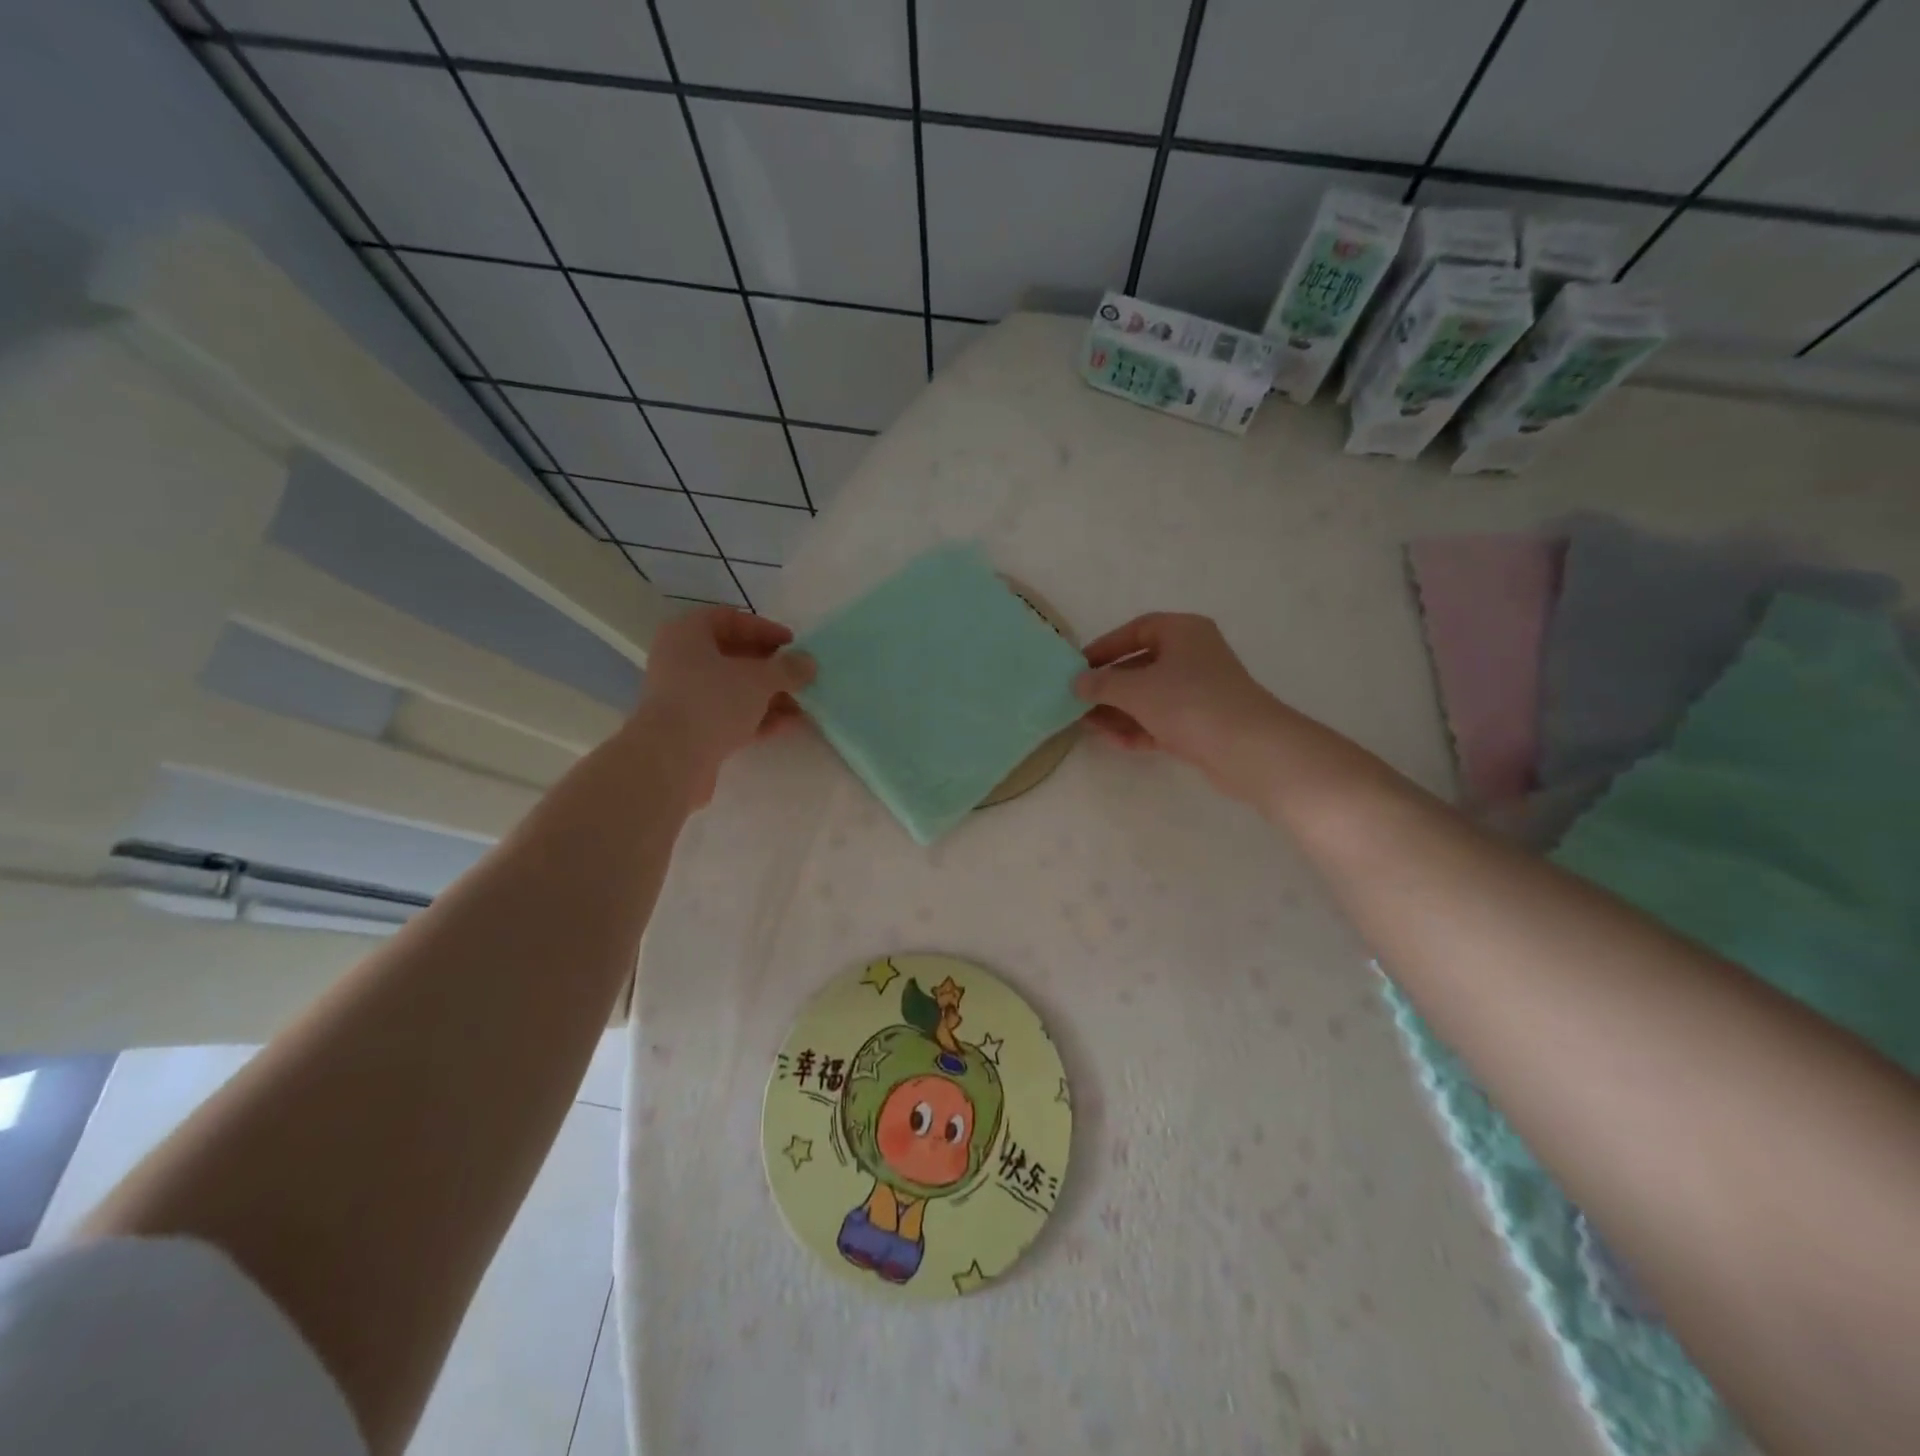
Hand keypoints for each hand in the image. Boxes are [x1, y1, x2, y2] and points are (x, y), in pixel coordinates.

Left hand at [636, 607, 814, 803]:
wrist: (671, 759)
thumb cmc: (712, 701)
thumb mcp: (759, 679)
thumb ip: (788, 668)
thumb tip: (809, 662)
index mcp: (687, 634)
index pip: (729, 618)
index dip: (764, 628)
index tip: (793, 644)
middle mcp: (680, 660)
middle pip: (732, 656)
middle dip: (770, 667)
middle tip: (799, 676)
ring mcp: (684, 697)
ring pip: (733, 689)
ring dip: (768, 695)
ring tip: (801, 705)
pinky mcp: (691, 729)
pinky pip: (729, 715)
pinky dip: (757, 717)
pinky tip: (787, 724)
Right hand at [1073, 613, 1283, 803]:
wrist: (1248, 749)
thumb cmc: (1189, 703)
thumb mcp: (1136, 689)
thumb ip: (1101, 684)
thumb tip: (1076, 682)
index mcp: (1183, 632)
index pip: (1137, 630)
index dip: (1105, 647)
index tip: (1078, 667)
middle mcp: (1193, 656)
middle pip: (1141, 665)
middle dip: (1108, 686)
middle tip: (1077, 701)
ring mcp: (1199, 692)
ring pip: (1150, 696)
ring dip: (1118, 710)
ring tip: (1087, 725)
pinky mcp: (1202, 724)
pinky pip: (1161, 720)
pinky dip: (1138, 728)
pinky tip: (1113, 741)